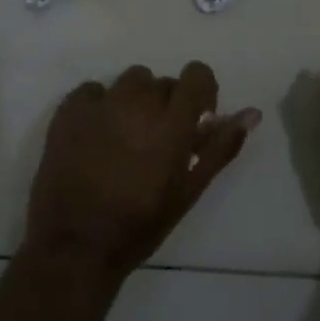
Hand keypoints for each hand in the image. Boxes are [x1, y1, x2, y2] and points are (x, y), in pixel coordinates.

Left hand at [25, 62, 260, 280]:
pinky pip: (92, 90)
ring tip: (128, 135)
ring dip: (136, 100)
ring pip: (129, 81)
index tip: (198, 118)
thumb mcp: (189, 190)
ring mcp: (99, 105)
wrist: (76, 246)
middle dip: (168, 104)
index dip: (202, 91)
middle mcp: (137, 103)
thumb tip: (252, 113)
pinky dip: (101, 104)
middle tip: (160, 141)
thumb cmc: (141, 224)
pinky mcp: (67, 113)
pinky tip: (98, 133)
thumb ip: (221, 147)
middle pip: (163, 82)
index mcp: (171, 123)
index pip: (196, 74)